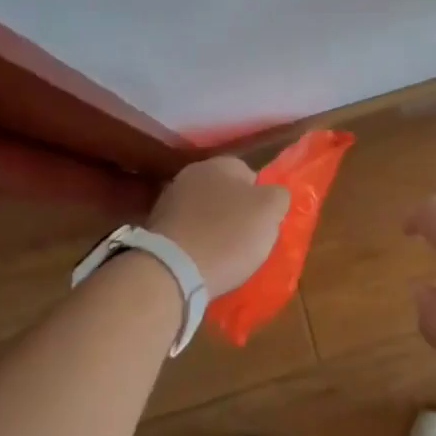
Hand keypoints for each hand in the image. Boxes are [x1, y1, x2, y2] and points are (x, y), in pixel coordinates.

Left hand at [148, 156, 289, 297]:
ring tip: (225, 257)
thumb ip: (278, 195)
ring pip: (204, 214)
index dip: (261, 200)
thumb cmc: (228, 235)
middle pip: (225, 193)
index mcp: (220, 164)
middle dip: (236, 214)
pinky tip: (202, 263)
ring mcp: (169, 201)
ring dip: (214, 229)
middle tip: (248, 241)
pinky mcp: (156, 230)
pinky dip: (196, 245)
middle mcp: (192, 174)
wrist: (171, 271)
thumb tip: (274, 194)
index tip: (265, 224)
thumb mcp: (270, 211)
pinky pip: (187, 233)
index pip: (250, 174)